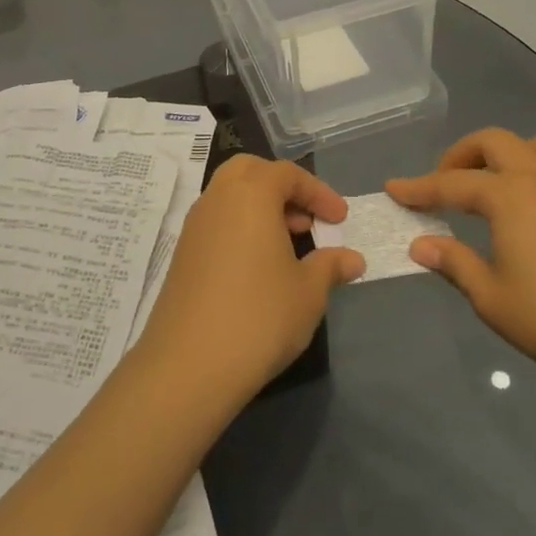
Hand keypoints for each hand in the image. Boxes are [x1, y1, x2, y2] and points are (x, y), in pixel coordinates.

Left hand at [137, 155, 362, 406]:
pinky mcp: (182, 253)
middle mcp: (217, 199)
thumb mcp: (308, 292)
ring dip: (260, 208)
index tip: (340, 219)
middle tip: (306, 221)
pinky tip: (258, 266)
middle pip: (250, 172)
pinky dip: (240, 227)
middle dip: (282, 188)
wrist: (190, 363)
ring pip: (229, 196)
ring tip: (288, 245)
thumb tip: (352, 259)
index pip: (287, 174)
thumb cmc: (260, 317)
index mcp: (250, 195)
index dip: (319, 192)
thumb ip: (330, 266)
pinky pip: (216, 222)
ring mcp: (194, 226)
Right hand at [387, 129, 535, 387]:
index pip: (450, 184)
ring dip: (511, 153)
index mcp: (508, 195)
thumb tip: (422, 245)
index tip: (393, 189)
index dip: (418, 188)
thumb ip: (454, 263)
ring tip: (495, 184)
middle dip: (461, 155)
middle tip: (444, 184)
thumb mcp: (491, 297)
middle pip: (495, 142)